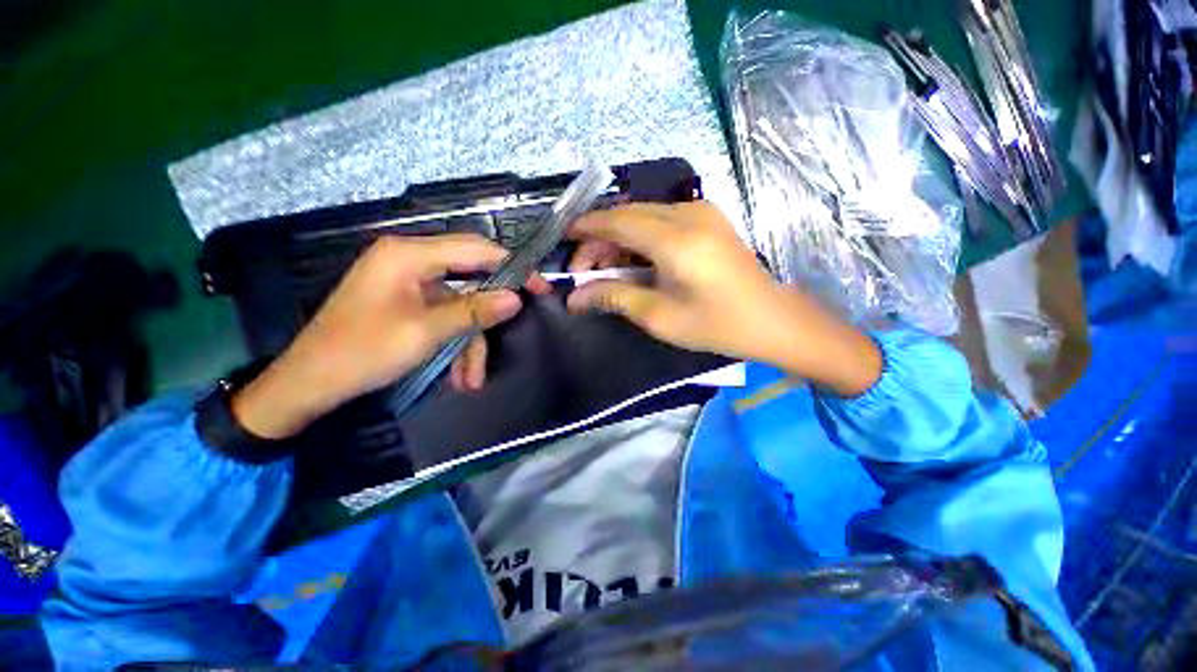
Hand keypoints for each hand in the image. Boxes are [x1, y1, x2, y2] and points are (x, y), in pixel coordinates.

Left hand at [232, 234, 546, 438]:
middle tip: (517, 325)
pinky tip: (458, 376)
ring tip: (472, 379)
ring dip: (469, 342)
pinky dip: (454, 344)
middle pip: (470, 278)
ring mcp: (408, 283)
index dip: (512, 267)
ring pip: (459, 306)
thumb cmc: (363, 352)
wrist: (309, 385)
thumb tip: (517, 299)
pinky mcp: (407, 303)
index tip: (539, 288)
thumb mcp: (425, 332)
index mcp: (409, 255)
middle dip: (490, 312)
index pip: (476, 250)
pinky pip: (444, 317)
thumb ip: (474, 311)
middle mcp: (410, 261)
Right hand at [566, 202, 881, 396]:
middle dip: (600, 239)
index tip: (563, 238)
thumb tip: (574, 298)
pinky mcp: (708, 219)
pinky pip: (661, 220)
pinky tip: (634, 261)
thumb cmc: (716, 325)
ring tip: (605, 270)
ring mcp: (702, 212)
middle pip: (628, 215)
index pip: (617, 221)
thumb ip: (613, 297)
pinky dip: (640, 237)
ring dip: (619, 238)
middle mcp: (688, 214)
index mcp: (676, 239)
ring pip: (643, 216)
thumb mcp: (659, 316)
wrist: (772, 320)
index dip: (586, 227)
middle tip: (584, 271)